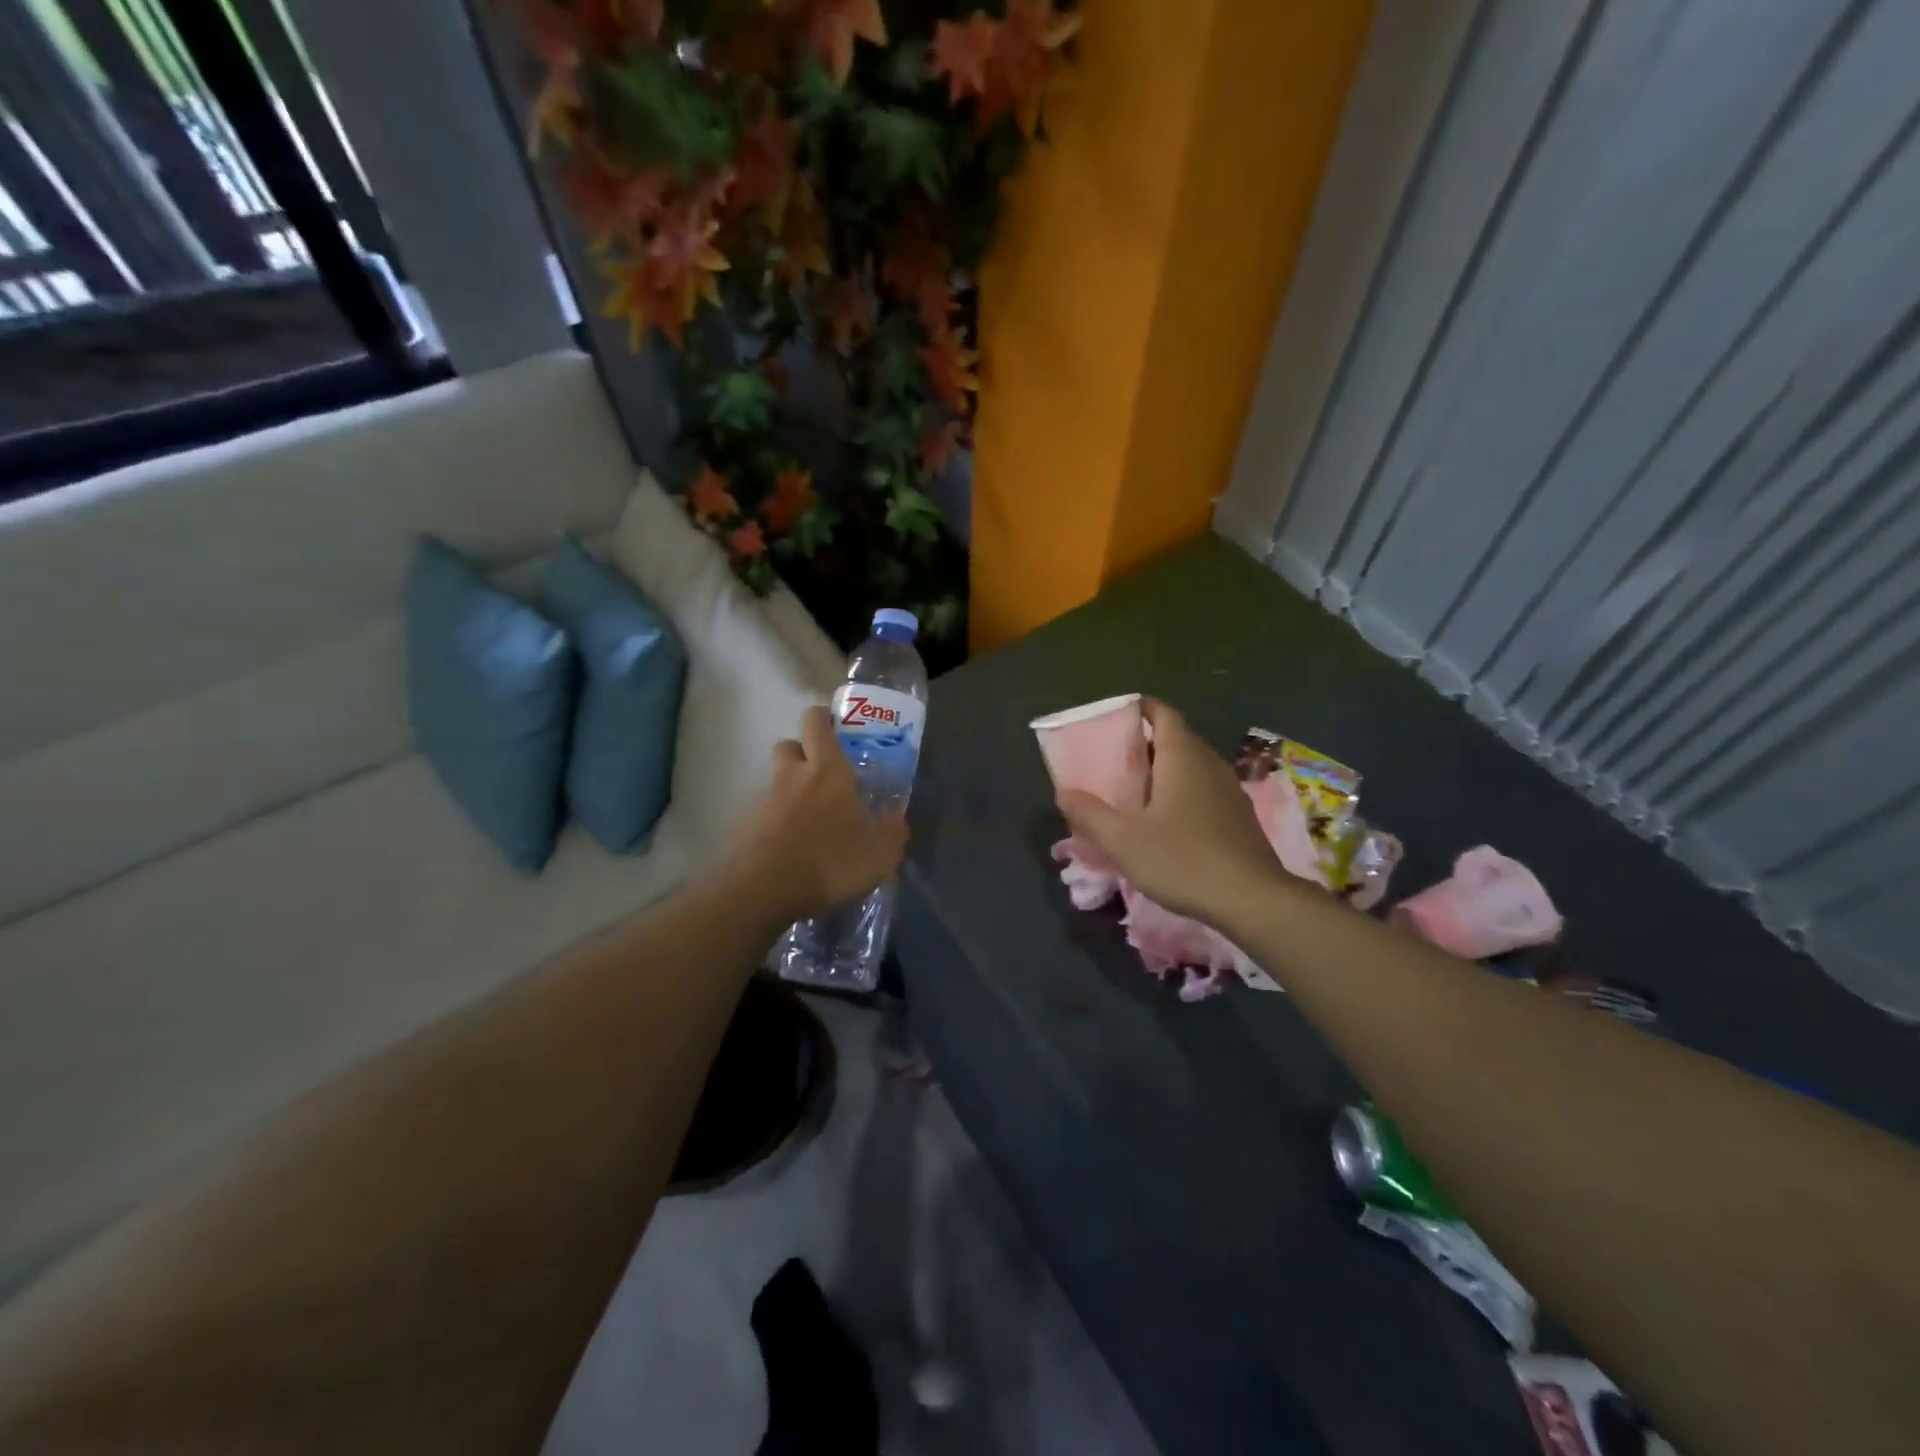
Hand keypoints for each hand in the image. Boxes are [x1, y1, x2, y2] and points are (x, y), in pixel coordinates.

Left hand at [725, 705, 908, 925]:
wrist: (762, 892)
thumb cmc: (828, 864)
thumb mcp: (878, 856)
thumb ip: (892, 832)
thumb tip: (897, 816)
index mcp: (827, 771)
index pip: (815, 722)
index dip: (823, 718)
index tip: (835, 728)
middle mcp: (792, 775)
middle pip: (789, 744)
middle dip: (802, 752)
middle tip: (822, 775)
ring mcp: (764, 798)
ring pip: (775, 778)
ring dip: (788, 788)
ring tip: (807, 818)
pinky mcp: (744, 823)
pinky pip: (762, 810)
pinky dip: (774, 819)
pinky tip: (788, 844)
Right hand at [1057, 699, 1284, 925]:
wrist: (1252, 900)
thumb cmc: (1183, 859)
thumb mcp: (1123, 840)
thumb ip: (1090, 814)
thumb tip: (1064, 792)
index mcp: (1182, 757)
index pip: (1163, 714)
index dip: (1141, 708)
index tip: (1116, 717)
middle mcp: (1209, 763)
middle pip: (1177, 738)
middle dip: (1147, 743)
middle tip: (1115, 759)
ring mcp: (1230, 790)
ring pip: (1192, 766)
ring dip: (1165, 770)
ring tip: (1136, 790)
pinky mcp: (1239, 816)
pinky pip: (1205, 790)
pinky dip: (1182, 792)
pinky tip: (1166, 821)